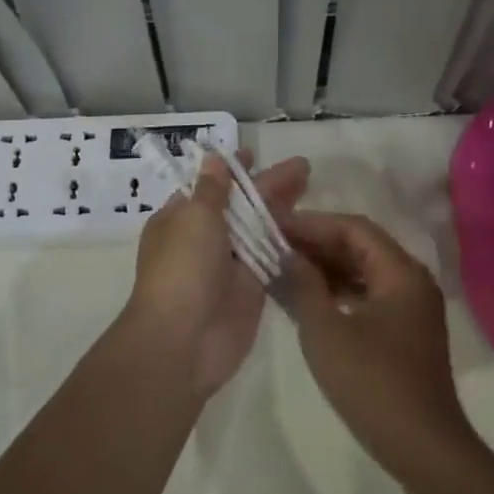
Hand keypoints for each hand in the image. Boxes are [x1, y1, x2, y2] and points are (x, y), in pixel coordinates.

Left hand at [124, 152, 310, 395]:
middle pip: (241, 205)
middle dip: (269, 186)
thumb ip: (212, 189)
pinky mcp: (252, 289)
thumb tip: (213, 158)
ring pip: (259, 230)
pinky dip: (288, 242)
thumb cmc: (183, 269)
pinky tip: (312, 227)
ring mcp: (229, 265)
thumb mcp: (194, 218)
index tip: (254, 153)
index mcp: (180, 218)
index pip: (210, 186)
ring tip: (311, 186)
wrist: (184, 340)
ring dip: (283, 210)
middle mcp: (203, 239)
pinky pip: (272, 258)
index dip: (232, 170)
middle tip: (303, 167)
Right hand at [280, 211, 477, 476]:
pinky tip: (309, 298)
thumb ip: (304, 285)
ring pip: (365, 272)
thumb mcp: (326, 331)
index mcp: (401, 272)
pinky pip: (369, 296)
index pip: (353, 228)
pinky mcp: (406, 331)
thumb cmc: (372, 383)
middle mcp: (412, 281)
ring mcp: (412, 308)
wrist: (422, 446)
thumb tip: (288, 255)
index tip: (275, 226)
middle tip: (274, 245)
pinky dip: (340, 292)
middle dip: (317, 244)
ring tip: (284, 267)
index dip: (312, 224)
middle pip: (361, 247)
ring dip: (327, 268)